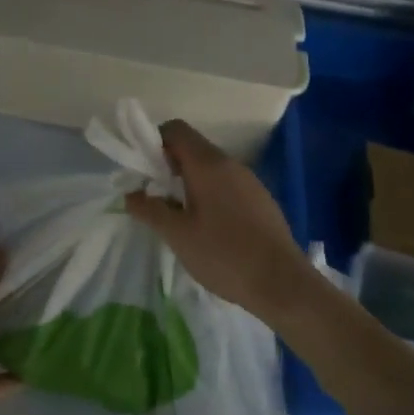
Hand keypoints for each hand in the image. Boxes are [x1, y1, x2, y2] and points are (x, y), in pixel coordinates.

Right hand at [124, 120, 314, 324]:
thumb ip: (150, 210)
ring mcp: (250, 182)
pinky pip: (227, 185)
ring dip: (189, 182)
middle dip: (169, 166)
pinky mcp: (261, 200)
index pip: (176, 130)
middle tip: (156, 198)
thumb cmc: (224, 255)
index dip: (154, 142)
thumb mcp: (178, 235)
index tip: (144, 172)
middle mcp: (231, 164)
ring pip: (211, 168)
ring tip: (179, 216)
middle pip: (193, 148)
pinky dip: (210, 194)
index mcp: (208, 164)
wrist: (283, 284)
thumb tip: (130, 195)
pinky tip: (208, 228)